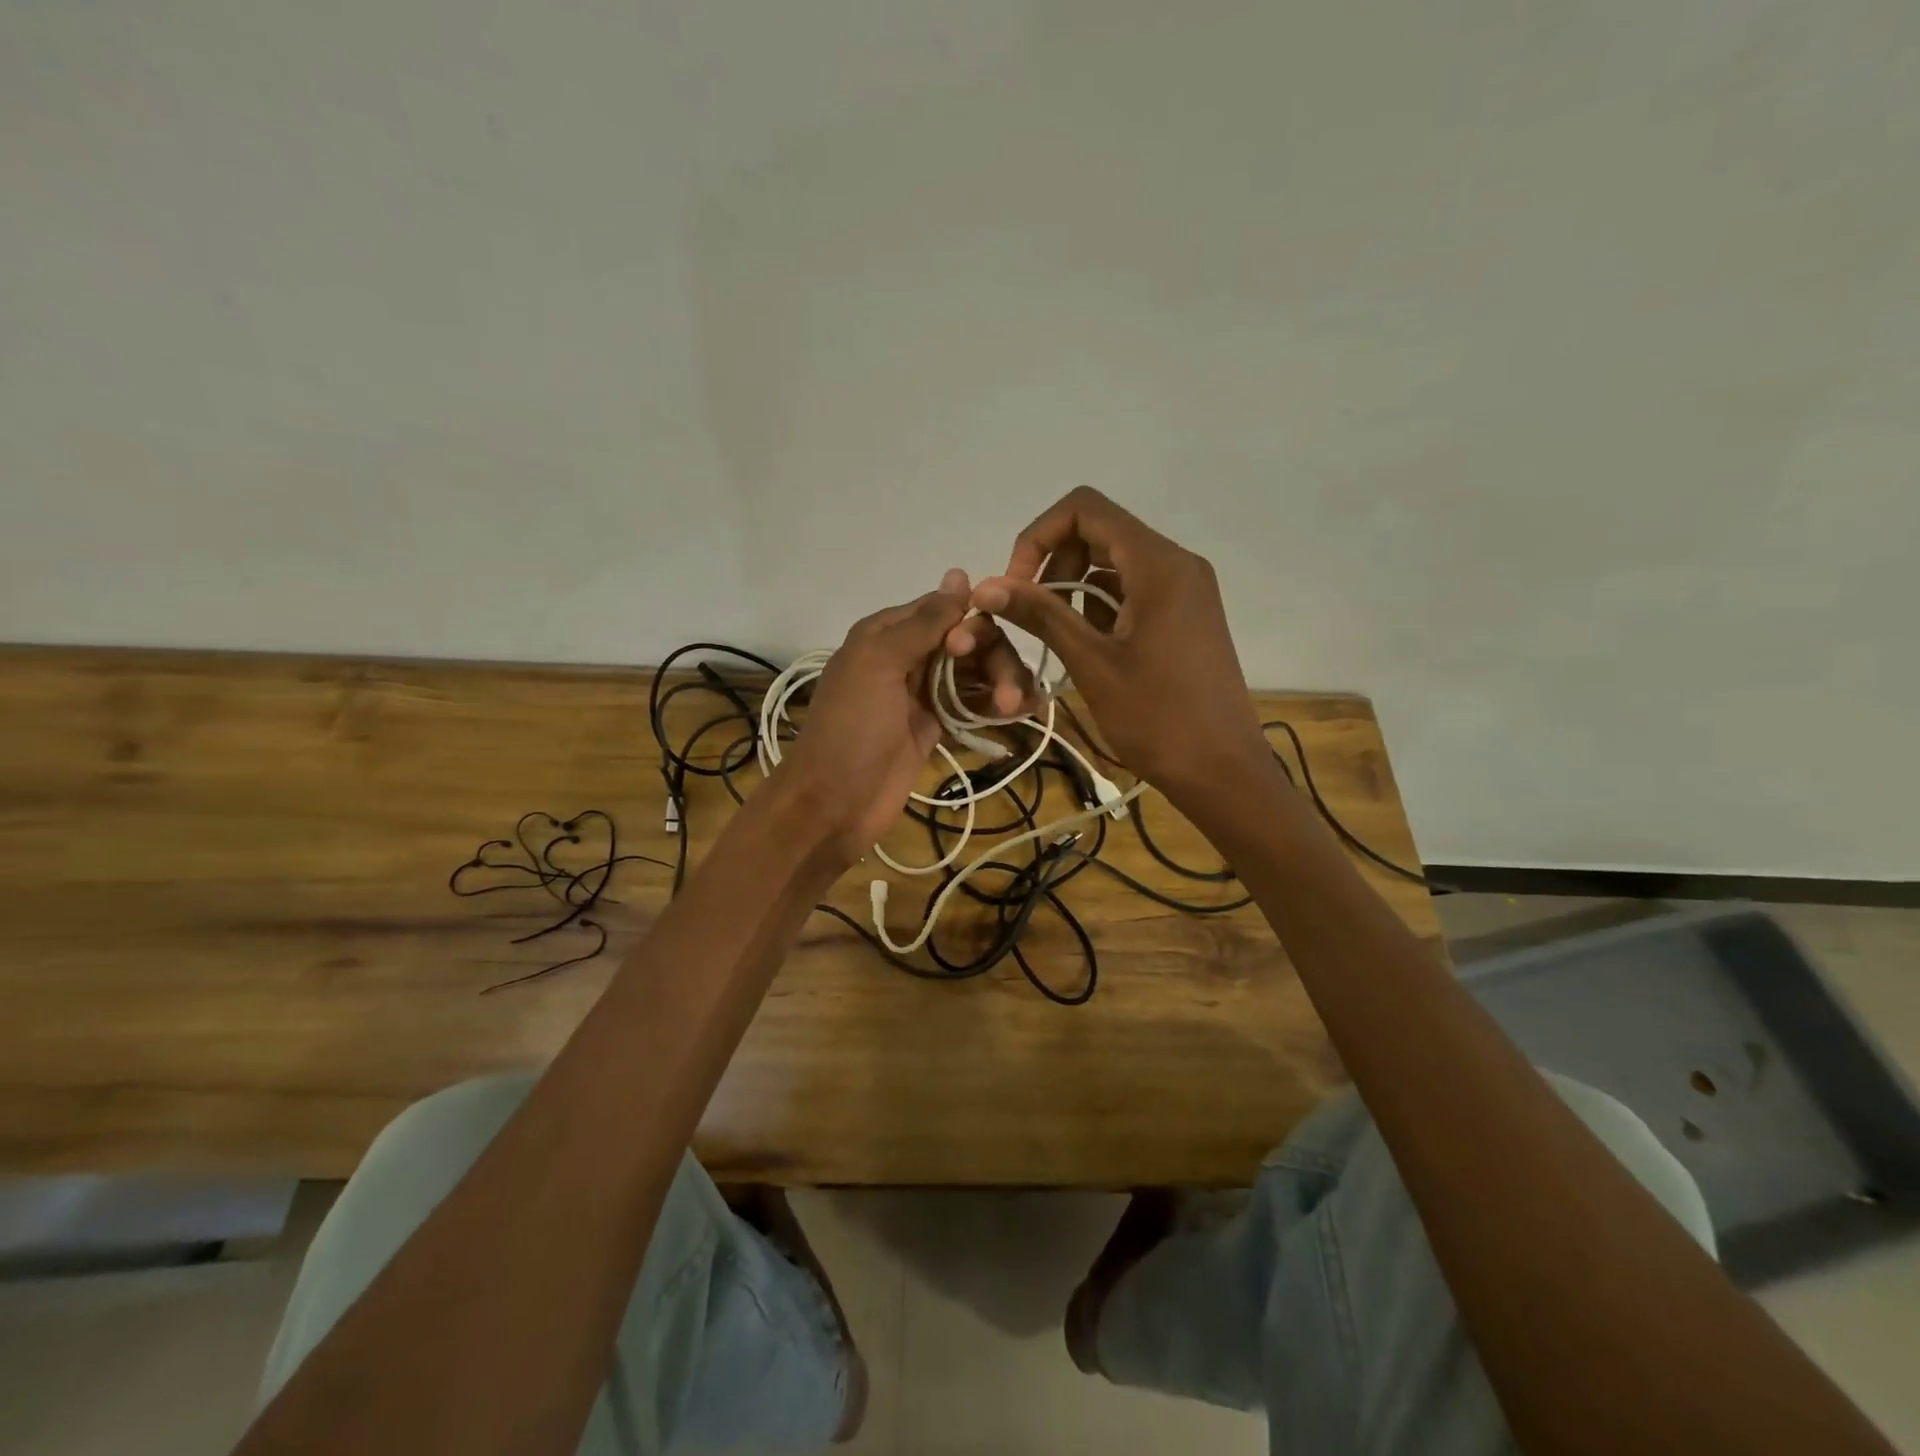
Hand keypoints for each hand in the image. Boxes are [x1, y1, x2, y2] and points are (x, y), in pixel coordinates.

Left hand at [775, 570, 1033, 864]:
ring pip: (977, 673)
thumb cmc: (852, 728)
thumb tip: (960, 574)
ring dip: (1003, 683)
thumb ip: (922, 622)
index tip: (968, 651)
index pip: (945, 610)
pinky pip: (974, 706)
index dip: (969, 624)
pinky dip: (998, 706)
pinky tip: (1026, 711)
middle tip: (1007, 694)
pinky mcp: (937, 727)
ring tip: (1015, 709)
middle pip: (970, 642)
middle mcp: (909, 656)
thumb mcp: (879, 662)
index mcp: (888, 633)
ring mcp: (924, 694)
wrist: (835, 803)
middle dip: (994, 659)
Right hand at [971, 487, 1269, 804]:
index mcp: (1158, 564)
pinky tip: (1084, 645)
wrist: (1222, 771)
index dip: (1039, 536)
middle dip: (1053, 563)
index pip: (1085, 509)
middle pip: (1099, 531)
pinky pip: (1132, 589)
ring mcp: (1185, 589)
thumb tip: (985, 585)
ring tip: (1053, 635)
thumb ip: (1041, 615)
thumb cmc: (1158, 718)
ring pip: (1113, 562)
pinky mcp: (1185, 614)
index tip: (1017, 585)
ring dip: (1073, 587)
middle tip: (1029, 614)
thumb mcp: (1092, 664)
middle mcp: (1176, 563)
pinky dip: (1099, 605)